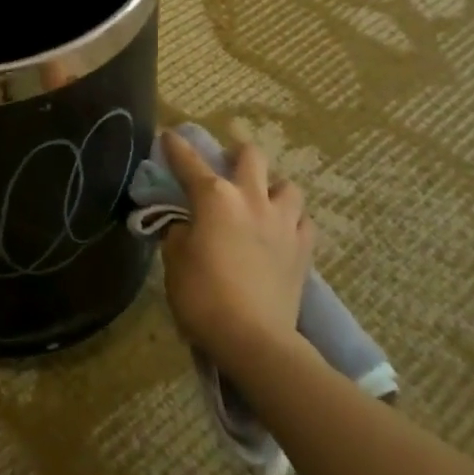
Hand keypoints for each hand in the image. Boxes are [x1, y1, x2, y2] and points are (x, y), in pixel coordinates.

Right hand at [158, 132, 314, 369]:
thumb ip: (179, 233)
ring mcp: (283, 223)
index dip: (176, 146)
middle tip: (226, 164)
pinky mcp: (304, 250)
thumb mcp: (174, 260)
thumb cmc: (203, 295)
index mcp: (214, 197)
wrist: (256, 339)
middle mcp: (251, 199)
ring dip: (272, 186)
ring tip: (261, 199)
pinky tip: (282, 229)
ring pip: (287, 185)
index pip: (189, 161)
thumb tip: (187, 226)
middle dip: (236, 153)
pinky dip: (292, 219)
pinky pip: (304, 221)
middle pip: (251, 156)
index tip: (169, 135)